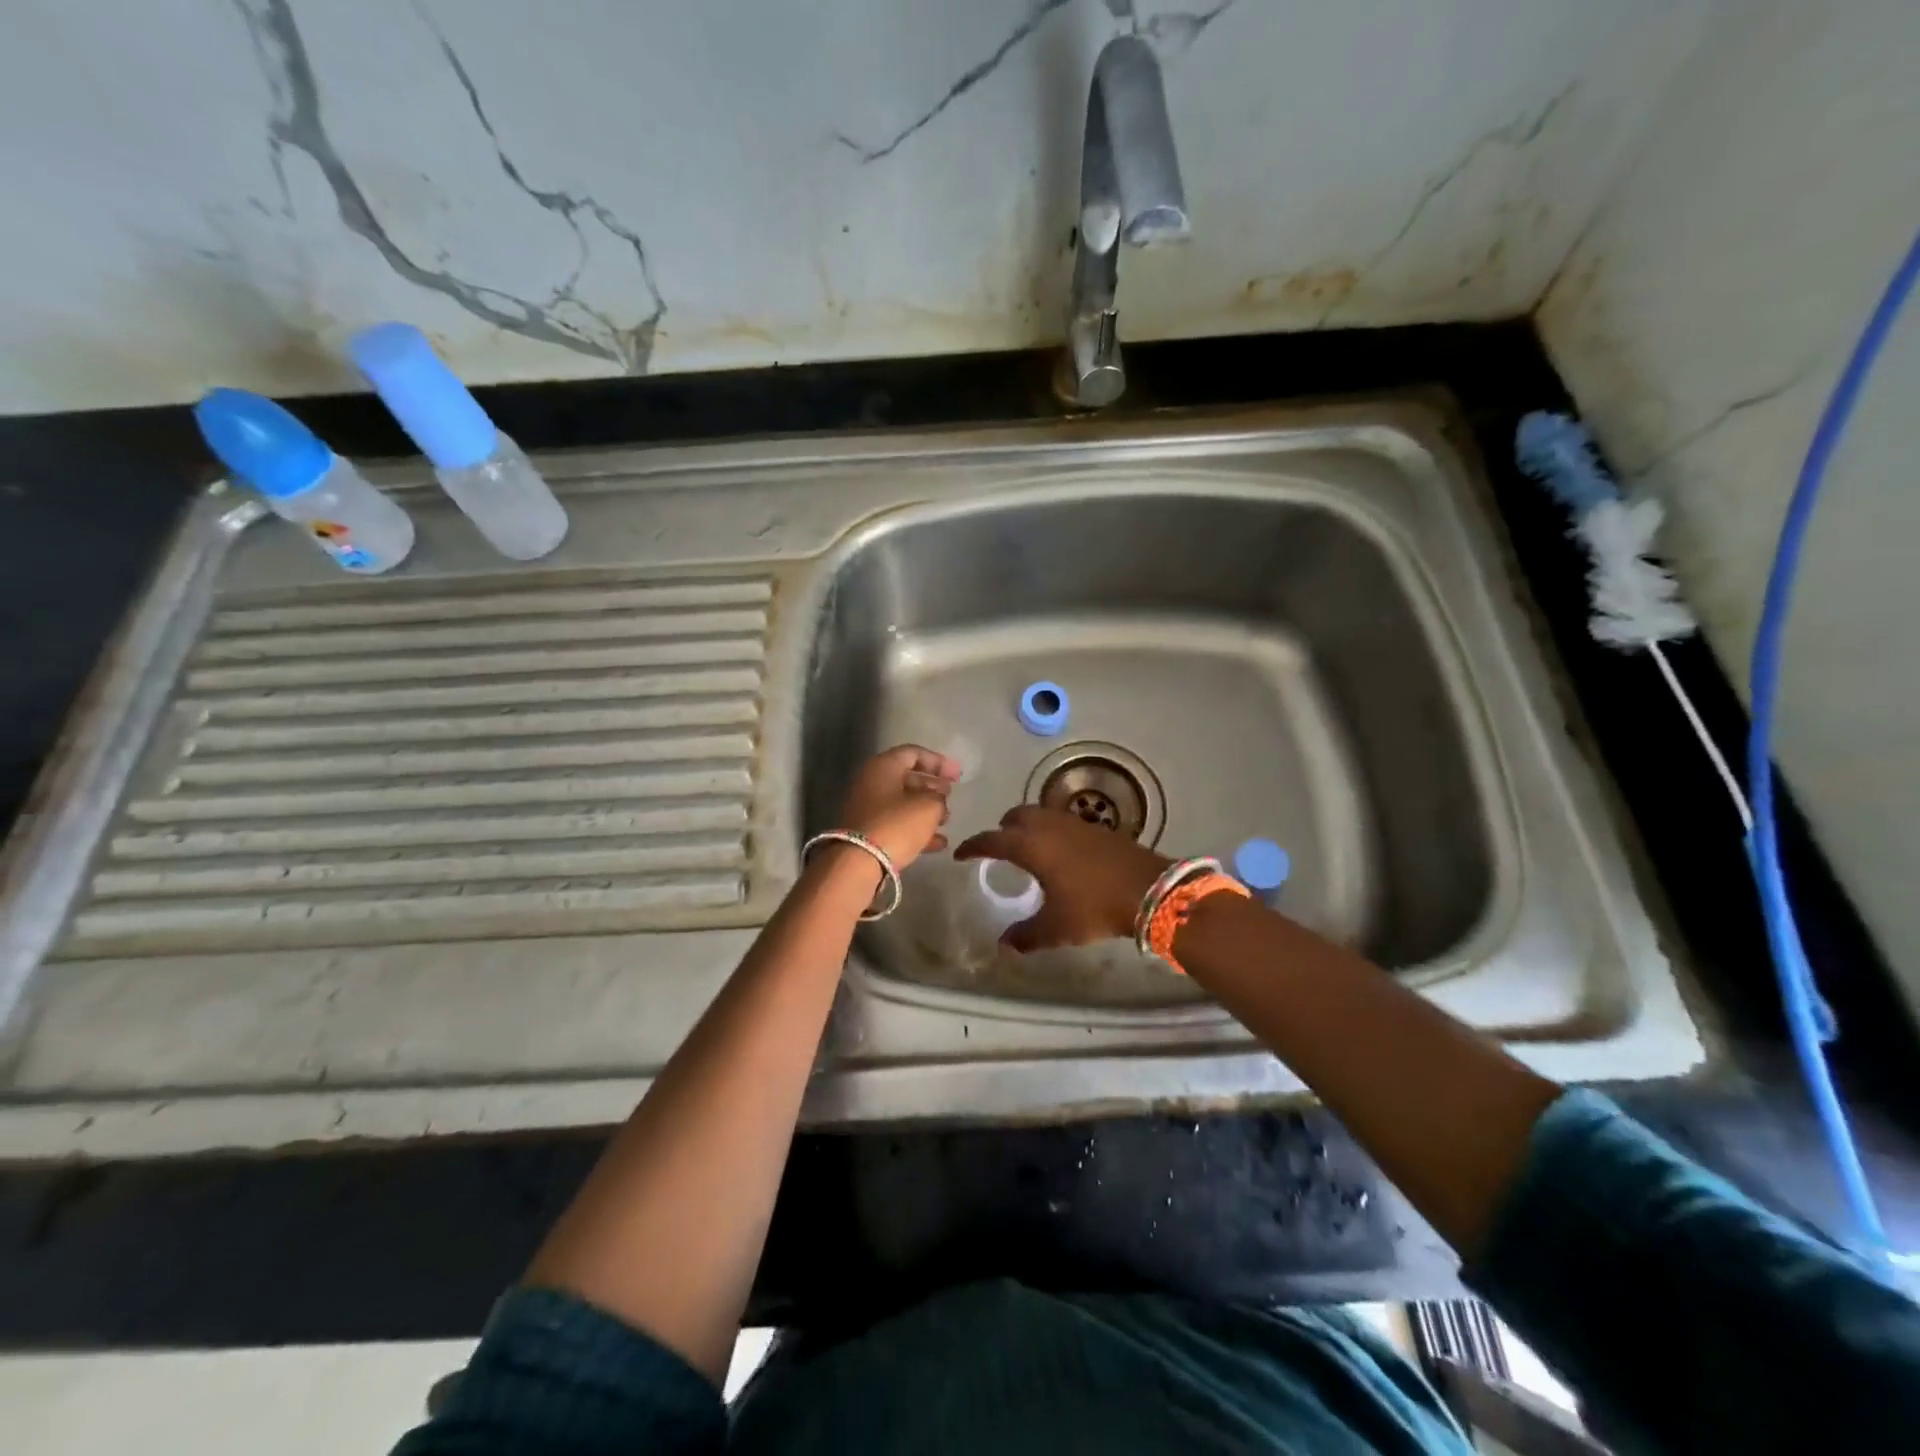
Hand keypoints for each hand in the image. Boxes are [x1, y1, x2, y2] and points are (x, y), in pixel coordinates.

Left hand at [833, 745, 963, 869]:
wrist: (859, 862)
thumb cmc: (896, 824)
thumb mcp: (928, 807)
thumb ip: (939, 797)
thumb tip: (937, 799)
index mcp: (883, 766)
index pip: (914, 753)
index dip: (939, 762)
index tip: (958, 776)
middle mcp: (871, 782)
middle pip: (907, 778)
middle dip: (932, 786)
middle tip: (951, 796)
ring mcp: (867, 808)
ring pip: (902, 802)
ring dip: (926, 809)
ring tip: (947, 820)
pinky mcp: (867, 831)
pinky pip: (896, 824)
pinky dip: (916, 829)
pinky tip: (938, 843)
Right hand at [955, 805, 1172, 950]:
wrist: (1149, 889)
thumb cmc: (1094, 907)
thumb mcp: (1056, 928)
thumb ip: (1026, 935)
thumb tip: (1004, 944)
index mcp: (1030, 845)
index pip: (991, 839)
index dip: (973, 846)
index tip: (961, 855)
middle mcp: (1047, 826)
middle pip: (1015, 816)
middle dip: (1002, 829)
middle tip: (997, 849)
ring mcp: (1073, 822)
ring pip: (1039, 814)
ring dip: (1026, 826)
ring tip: (1026, 850)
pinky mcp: (1094, 826)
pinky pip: (1060, 821)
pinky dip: (1049, 830)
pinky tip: (1058, 852)